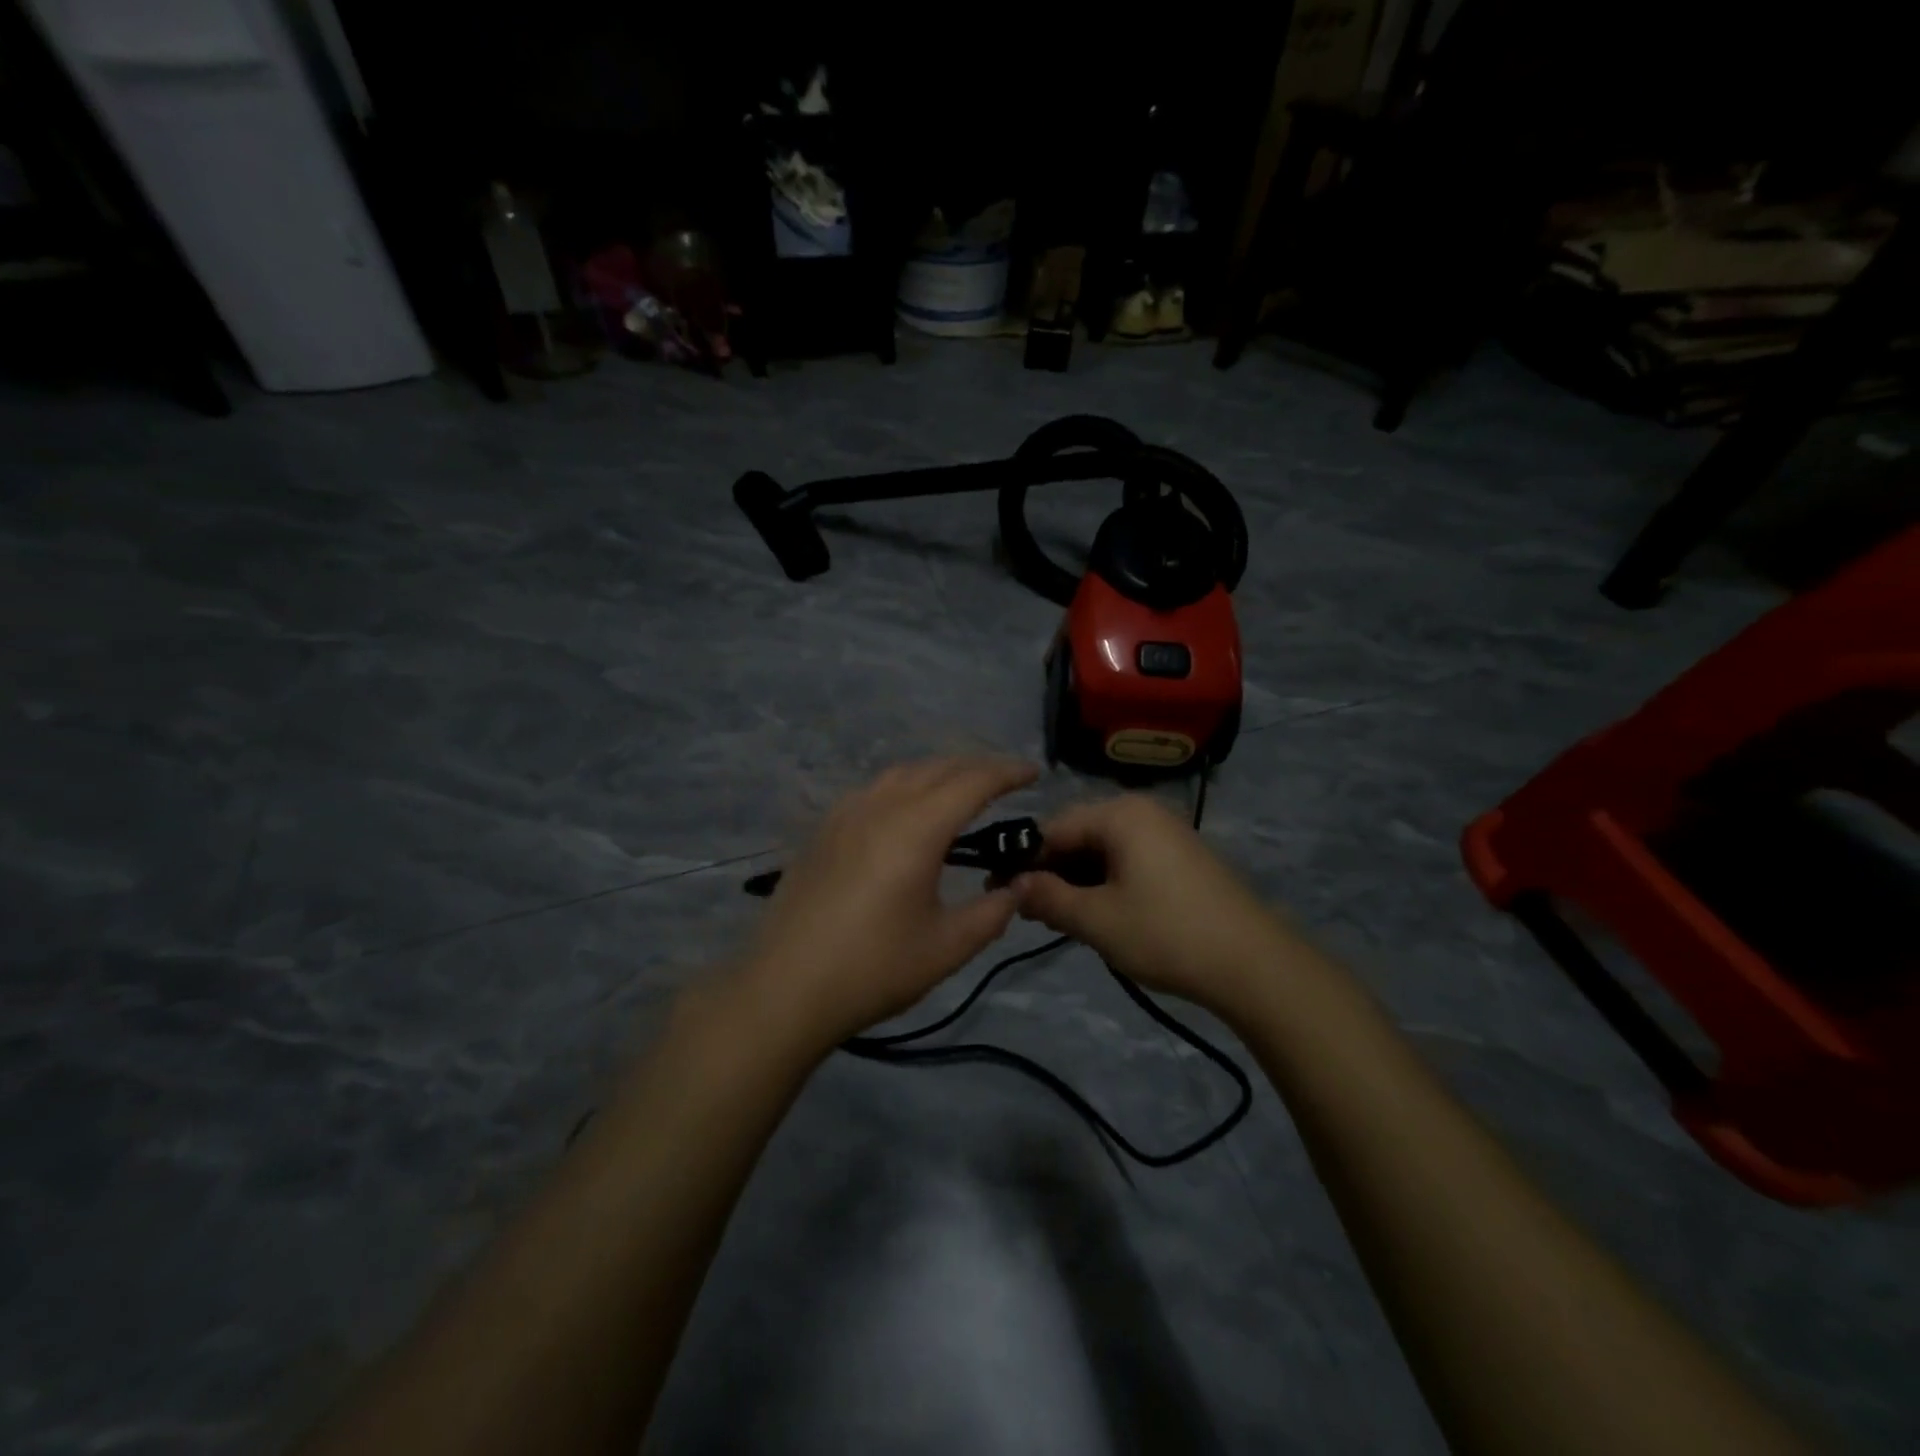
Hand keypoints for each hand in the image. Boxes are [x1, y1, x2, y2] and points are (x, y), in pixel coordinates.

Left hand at [737, 756, 1038, 1047]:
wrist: (785, 988)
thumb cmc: (874, 968)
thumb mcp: (947, 947)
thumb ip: (992, 912)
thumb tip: (1016, 886)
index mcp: (916, 828)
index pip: (972, 782)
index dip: (1007, 772)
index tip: (1034, 771)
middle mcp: (880, 807)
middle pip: (936, 769)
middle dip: (976, 767)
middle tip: (1006, 780)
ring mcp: (845, 814)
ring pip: (900, 774)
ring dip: (938, 773)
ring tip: (960, 790)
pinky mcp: (822, 831)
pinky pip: (873, 790)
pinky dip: (904, 787)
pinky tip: (906, 812)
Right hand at [1013, 793, 1298, 1013]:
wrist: (1256, 964)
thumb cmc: (1168, 934)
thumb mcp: (1097, 920)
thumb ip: (1048, 898)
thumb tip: (1012, 885)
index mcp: (1121, 814)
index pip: (1053, 827)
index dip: (1023, 860)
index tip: (998, 891)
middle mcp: (1143, 811)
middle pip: (1078, 835)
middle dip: (1050, 872)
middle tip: (1028, 910)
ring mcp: (1166, 833)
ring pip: (1102, 850)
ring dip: (1077, 881)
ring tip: (1059, 917)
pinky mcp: (1181, 858)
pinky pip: (1128, 860)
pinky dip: (1105, 883)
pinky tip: (1097, 914)